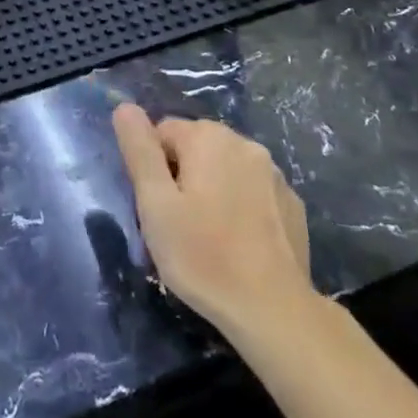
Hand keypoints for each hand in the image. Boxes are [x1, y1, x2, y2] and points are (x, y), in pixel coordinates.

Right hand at [112, 103, 314, 334]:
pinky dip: (240, 205)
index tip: (157, 206)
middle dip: (181, 175)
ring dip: (211, 188)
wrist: (273, 310)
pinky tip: (238, 241)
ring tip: (207, 234)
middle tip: (176, 222)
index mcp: (208, 138)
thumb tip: (125, 107)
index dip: (152, 167)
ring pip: (225, 168)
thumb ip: (139, 150)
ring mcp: (274, 174)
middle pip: (196, 146)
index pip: (162, 132)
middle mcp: (245, 144)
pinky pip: (252, 191)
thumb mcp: (155, 203)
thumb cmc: (203, 256)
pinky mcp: (292, 204)